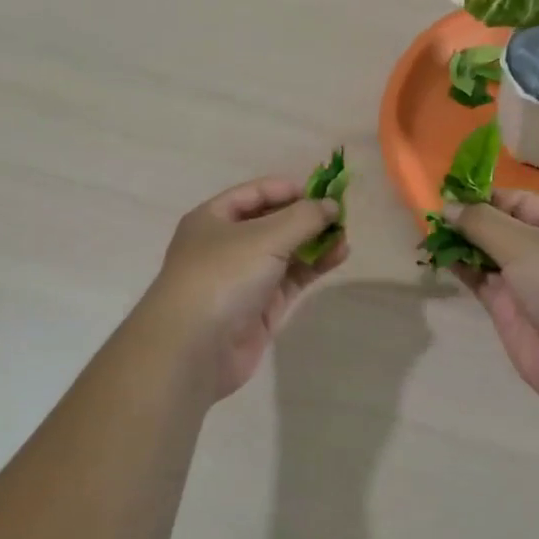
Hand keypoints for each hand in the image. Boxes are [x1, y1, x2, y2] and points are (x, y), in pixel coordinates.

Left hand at [146, 176, 346, 398]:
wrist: (193, 348)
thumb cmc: (222, 276)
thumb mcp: (264, 237)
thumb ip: (303, 217)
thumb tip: (332, 205)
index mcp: (213, 218)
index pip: (255, 193)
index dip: (288, 189)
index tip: (323, 191)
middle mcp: (226, 244)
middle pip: (272, 222)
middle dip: (305, 217)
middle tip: (341, 215)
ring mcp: (244, 278)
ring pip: (285, 252)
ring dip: (314, 242)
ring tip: (345, 237)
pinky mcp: (260, 307)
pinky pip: (291, 279)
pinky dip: (314, 266)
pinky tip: (339, 256)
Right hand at [444, 189, 538, 420]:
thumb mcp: (524, 243)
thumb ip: (481, 223)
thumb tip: (447, 206)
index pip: (517, 201)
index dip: (483, 196)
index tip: (447, 192)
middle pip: (499, 227)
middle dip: (468, 220)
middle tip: (430, 213)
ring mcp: (525, 282)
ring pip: (486, 255)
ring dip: (460, 243)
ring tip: (427, 232)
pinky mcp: (507, 311)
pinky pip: (479, 281)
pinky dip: (460, 268)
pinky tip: (437, 256)